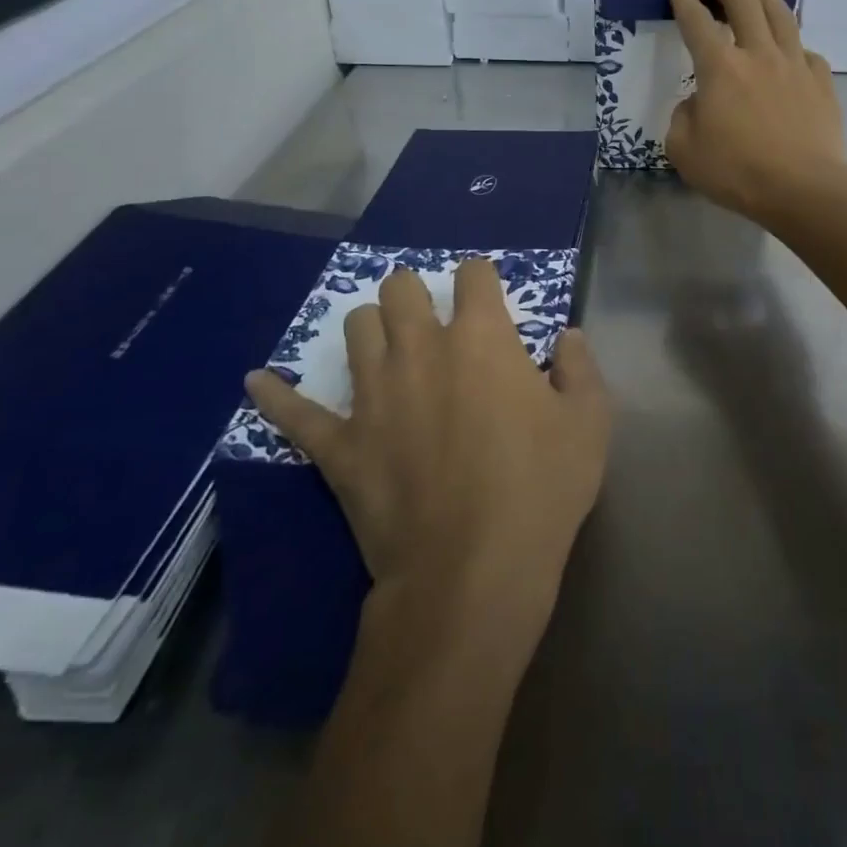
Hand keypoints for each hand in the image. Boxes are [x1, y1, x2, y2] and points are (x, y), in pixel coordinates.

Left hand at [247, 259, 610, 639]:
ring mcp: (373, 395)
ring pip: (356, 329)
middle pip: (401, 288)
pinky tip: (257, 380)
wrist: (473, 571)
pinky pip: (295, 412)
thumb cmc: (541, 488)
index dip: (481, 278)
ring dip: (372, 327)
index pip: (473, 275)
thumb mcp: (589, 423)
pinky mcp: (340, 445)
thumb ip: (580, 368)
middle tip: (432, 319)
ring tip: (387, 344)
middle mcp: (421, 350)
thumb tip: (567, 338)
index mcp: (481, 338)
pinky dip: (275, 395)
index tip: (488, 295)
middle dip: (416, 291)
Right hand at [668, 0, 846, 225]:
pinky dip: (793, 41)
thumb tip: (696, 103)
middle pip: (742, 1)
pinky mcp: (821, 81)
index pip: (696, 20)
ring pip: (779, 13)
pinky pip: (805, 51)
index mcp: (719, 68)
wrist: (803, 188)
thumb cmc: (737, 172)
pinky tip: (791, 43)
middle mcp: (757, 54)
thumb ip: (683, 118)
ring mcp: (795, 64)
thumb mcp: (684, 151)